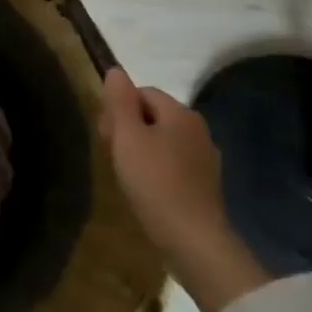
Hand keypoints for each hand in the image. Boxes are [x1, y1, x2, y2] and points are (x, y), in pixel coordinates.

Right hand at [98, 68, 271, 311]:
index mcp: (181, 113)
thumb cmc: (155, 182)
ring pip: (162, 140)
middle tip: (112, 155)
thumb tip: (115, 70)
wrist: (194, 241)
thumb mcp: (127, 136)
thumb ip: (119, 101)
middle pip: (153, 115)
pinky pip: (173, 164)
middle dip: (128, 128)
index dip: (118, 108)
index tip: (105, 134)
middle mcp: (198, 129)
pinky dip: (156, 170)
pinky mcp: (205, 185)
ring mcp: (205, 158)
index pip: (142, 92)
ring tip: (126, 175)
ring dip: (140, 150)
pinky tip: (146, 190)